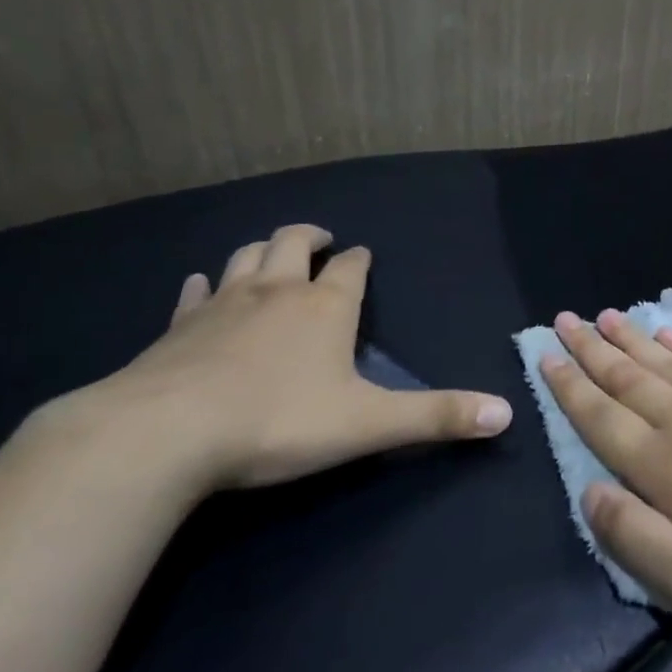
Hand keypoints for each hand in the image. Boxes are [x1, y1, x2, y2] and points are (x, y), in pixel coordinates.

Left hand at [70, 224, 511, 491]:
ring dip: (262, 250)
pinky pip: (193, 294)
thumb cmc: (278, 422)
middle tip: (320, 239)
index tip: (363, 255)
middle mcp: (276, 293)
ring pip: (245, 258)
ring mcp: (222, 306)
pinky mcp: (177, 329)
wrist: (165, 434)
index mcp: (325, 307)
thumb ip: (436, 417)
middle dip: (309, 237)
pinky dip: (202, 286)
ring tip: (272, 254)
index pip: (349, 268)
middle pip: (292, 244)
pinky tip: (199, 286)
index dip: (359, 260)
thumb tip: (506, 413)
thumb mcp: (369, 424)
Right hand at [540, 308, 671, 644]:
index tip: (545, 355)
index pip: (602, 418)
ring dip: (629, 338)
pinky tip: (668, 332)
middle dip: (591, 349)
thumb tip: (588, 492)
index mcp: (664, 466)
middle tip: (564, 318)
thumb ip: (633, 537)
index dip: (570, 388)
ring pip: (663, 363)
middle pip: (627, 378)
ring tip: (605, 315)